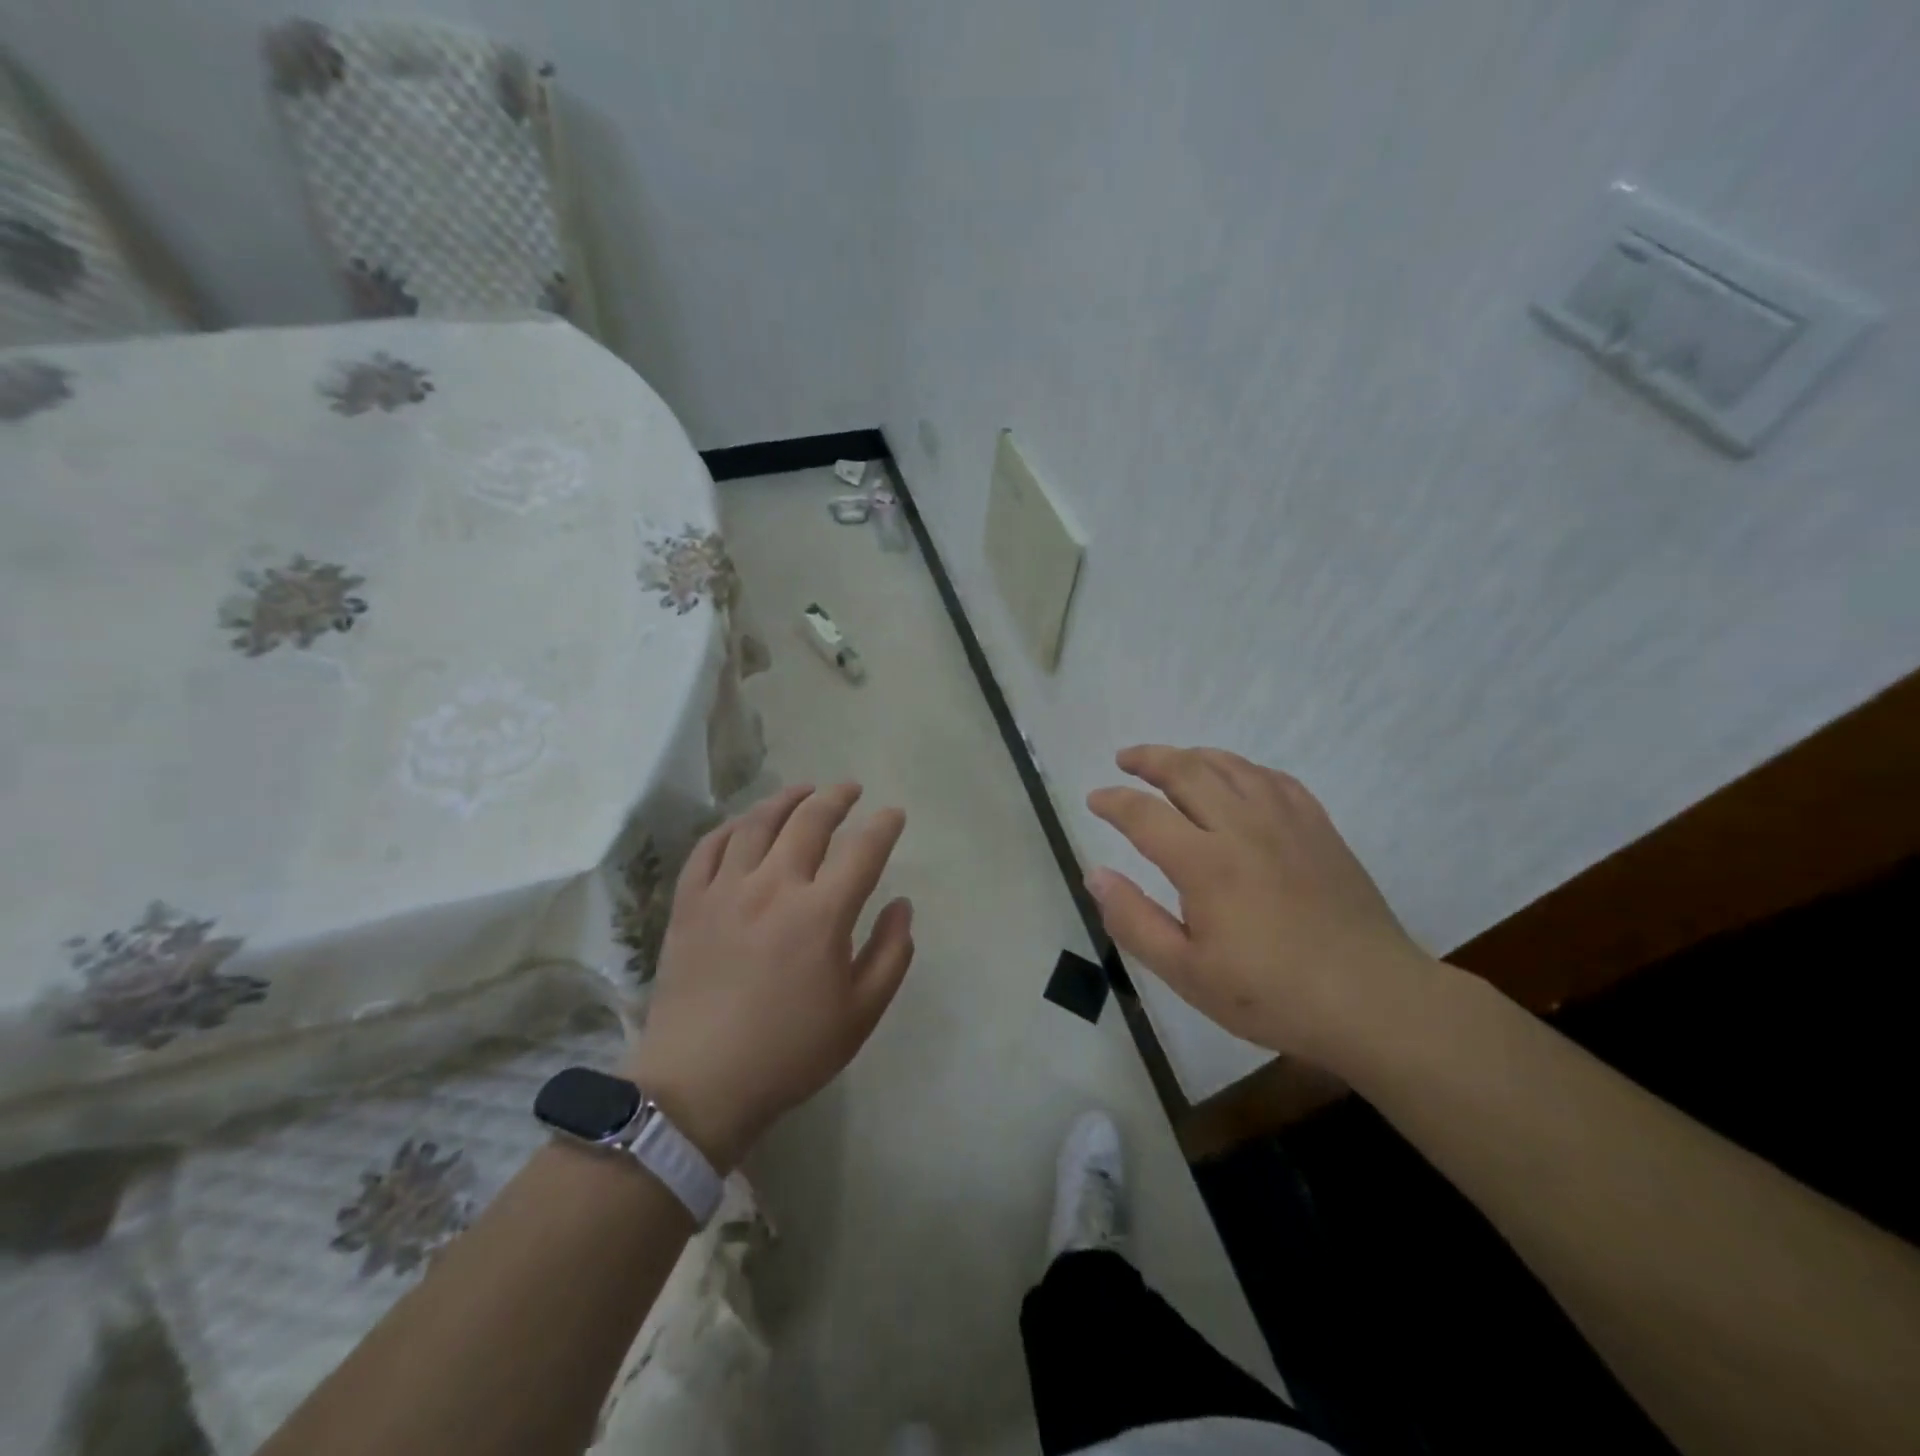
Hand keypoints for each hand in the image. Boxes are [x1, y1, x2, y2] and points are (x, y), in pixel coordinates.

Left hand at [628, 783, 912, 1168]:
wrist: (700, 1085)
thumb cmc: (790, 1052)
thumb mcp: (861, 1014)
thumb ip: (891, 954)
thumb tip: (901, 905)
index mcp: (821, 914)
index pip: (863, 850)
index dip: (884, 826)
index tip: (894, 815)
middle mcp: (774, 887)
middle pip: (809, 821)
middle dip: (837, 797)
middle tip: (851, 789)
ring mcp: (725, 891)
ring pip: (757, 823)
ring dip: (786, 799)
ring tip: (804, 791)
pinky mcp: (688, 904)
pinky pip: (708, 848)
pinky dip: (732, 827)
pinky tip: (746, 823)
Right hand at [1086, 745, 1431, 1064]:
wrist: (1373, 1000)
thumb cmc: (1272, 994)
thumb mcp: (1187, 973)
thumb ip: (1134, 921)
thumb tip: (1096, 875)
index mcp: (1205, 863)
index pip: (1144, 814)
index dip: (1113, 801)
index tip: (1095, 799)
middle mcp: (1243, 828)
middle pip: (1187, 771)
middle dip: (1149, 759)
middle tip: (1125, 759)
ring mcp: (1286, 822)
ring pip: (1232, 767)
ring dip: (1194, 756)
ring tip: (1173, 760)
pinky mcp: (1319, 829)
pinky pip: (1275, 779)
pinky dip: (1245, 769)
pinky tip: (1238, 779)